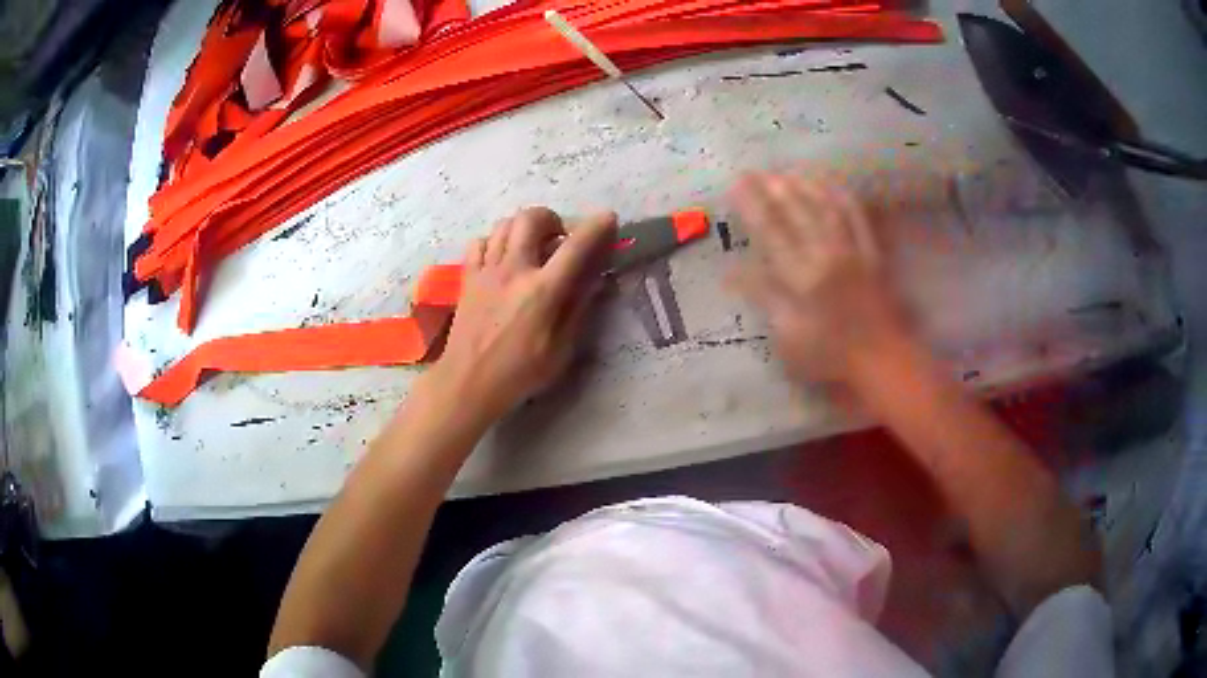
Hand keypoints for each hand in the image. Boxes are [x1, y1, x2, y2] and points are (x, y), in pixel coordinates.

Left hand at [417, 207, 616, 424]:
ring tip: (532, 246)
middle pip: (531, 218)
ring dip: (524, 227)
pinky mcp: (467, 277)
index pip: (575, 247)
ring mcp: (486, 271)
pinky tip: (502, 259)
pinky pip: (480, 242)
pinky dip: (495, 241)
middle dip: (552, 219)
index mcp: (542, 290)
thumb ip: (578, 309)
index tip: (608, 219)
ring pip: (504, 224)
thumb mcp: (561, 350)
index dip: (596, 227)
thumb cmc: (519, 373)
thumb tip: (594, 280)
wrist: (468, 383)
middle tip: (560, 238)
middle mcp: (513, 270)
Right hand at [728, 172, 909, 385]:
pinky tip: (831, 184)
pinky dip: (843, 197)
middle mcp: (826, 254)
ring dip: (804, 185)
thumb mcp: (788, 336)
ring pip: (826, 207)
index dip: (752, 205)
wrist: (882, 359)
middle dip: (772, 187)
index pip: (770, 232)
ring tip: (785, 170)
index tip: (735, 184)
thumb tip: (732, 272)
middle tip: (754, 170)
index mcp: (802, 276)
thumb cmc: (830, 355)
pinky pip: (857, 217)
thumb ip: (764, 298)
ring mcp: (852, 250)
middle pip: (796, 212)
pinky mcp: (872, 252)